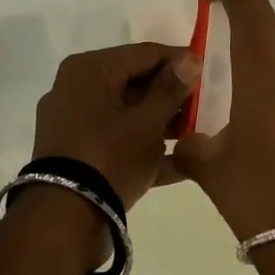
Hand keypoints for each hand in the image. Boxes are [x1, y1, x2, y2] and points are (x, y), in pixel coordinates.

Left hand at [32, 42, 200, 205]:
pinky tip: (179, 163)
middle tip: (206, 107)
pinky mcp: (77, 154)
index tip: (209, 71)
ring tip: (197, 134)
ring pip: (127, 114)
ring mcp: (74, 124)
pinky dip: (143, 148)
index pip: (144, 53)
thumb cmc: (110, 157)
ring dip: (161, 124)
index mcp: (89, 70)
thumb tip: (190, 58)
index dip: (180, 61)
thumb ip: (171, 89)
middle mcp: (76, 90)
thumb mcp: (148, 122)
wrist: (65, 221)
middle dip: (171, 96)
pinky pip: (117, 140)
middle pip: (135, 83)